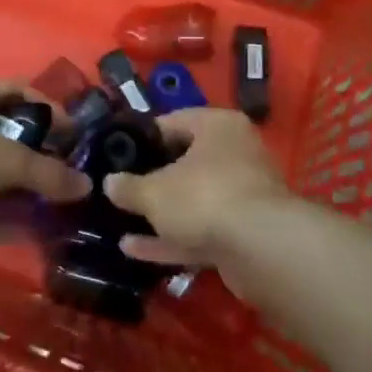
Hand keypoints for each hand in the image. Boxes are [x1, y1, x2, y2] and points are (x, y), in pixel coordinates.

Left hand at [0, 78, 89, 241]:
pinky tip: (11, 233)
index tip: (74, 138)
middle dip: (33, 159)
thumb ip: (47, 173)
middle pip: (5, 135)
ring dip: (11, 192)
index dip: (51, 111)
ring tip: (41, 212)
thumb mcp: (6, 160)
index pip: (22, 93)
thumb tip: (85, 185)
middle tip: (60, 180)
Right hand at [103, 108, 292, 294]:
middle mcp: (236, 153)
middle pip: (186, 162)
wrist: (262, 249)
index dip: (142, 138)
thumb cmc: (204, 197)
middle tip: (120, 189)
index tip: (116, 154)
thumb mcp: (154, 191)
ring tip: (121, 222)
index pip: (173, 121)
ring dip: (161, 214)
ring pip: (195, 200)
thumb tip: (109, 183)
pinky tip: (136, 250)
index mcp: (218, 127)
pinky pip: (202, 230)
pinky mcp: (246, 233)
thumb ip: (129, 187)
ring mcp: (244, 195)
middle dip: (153, 179)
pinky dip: (172, 238)